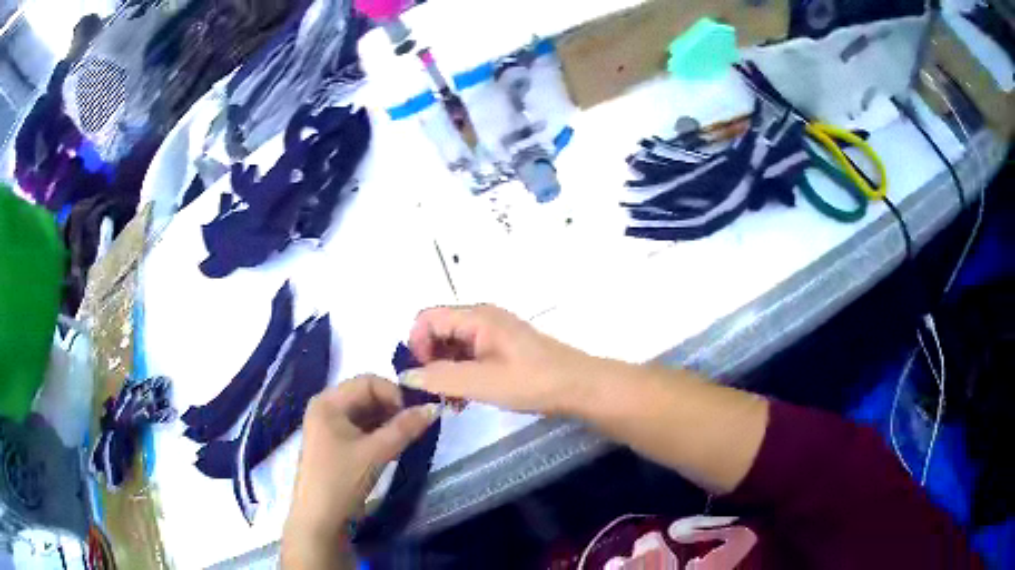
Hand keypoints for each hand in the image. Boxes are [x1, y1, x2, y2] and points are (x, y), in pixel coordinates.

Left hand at [282, 375, 438, 569]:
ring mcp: (328, 426)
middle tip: (415, 427)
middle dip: (393, 408)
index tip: (416, 415)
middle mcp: (326, 407)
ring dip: (388, 422)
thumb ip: (405, 428)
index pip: (368, 382)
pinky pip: (360, 428)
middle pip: (366, 395)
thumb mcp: (376, 453)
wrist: (319, 519)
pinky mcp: (333, 444)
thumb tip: (434, 407)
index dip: (394, 394)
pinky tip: (393, 447)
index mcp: (328, 402)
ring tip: (408, 438)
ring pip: (365, 413)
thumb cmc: (342, 480)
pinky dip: (378, 433)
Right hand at [404, 305, 604, 414]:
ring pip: (454, 346)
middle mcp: (483, 318)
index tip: (422, 377)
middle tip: (434, 393)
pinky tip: (465, 399)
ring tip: (450, 402)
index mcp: (477, 317)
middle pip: (439, 330)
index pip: (427, 318)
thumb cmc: (532, 381)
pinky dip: (461, 374)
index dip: (416, 344)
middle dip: (429, 360)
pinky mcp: (503, 349)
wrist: (580, 387)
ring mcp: (494, 333)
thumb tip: (406, 376)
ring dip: (445, 371)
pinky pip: (470, 355)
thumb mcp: (482, 382)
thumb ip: (440, 378)